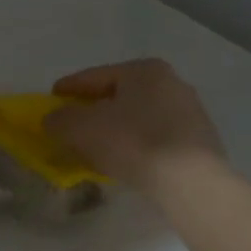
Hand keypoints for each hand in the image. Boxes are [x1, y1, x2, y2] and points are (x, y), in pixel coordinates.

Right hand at [45, 59, 224, 195]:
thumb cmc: (133, 141)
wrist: (190, 180)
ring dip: (115, 129)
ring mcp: (190, 112)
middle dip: (94, 110)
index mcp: (144, 70)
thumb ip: (60, 119)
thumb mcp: (82, 128)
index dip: (69, 87)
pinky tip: (125, 162)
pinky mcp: (199, 141)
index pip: (96, 76)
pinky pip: (155, 138)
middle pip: (120, 96)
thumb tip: (53, 119)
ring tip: (96, 148)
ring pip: (138, 117)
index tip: (51, 98)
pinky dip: (136, 145)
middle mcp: (171, 83)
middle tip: (72, 125)